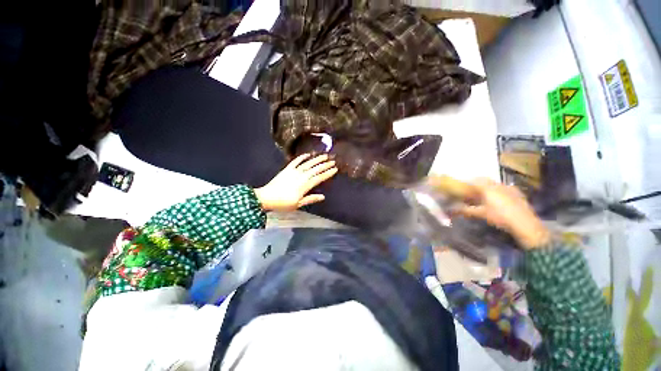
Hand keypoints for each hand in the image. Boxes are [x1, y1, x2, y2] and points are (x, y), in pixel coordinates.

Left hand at [254, 154, 337, 211]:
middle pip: (315, 169)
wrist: (266, 198)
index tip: (335, 169)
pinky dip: (302, 157)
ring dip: (317, 159)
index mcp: (305, 185)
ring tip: (324, 155)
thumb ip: (311, 199)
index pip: (319, 178)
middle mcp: (301, 176)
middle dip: (325, 164)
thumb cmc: (283, 203)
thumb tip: (323, 196)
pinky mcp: (287, 169)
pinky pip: (295, 161)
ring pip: (308, 163)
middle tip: (333, 161)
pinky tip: (307, 154)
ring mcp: (294, 171)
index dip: (328, 173)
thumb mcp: (298, 204)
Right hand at [455, 179, 550, 248]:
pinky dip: (496, 190)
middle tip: (470, 191)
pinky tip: (496, 199)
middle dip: (476, 184)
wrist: (525, 224)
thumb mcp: (481, 214)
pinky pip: (503, 188)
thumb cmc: (500, 216)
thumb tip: (452, 209)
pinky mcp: (517, 193)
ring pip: (494, 184)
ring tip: (482, 195)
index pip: (474, 180)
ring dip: (486, 187)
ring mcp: (509, 188)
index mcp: (488, 187)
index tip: (460, 186)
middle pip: (485, 180)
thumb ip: (466, 210)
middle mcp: (498, 184)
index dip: (466, 182)